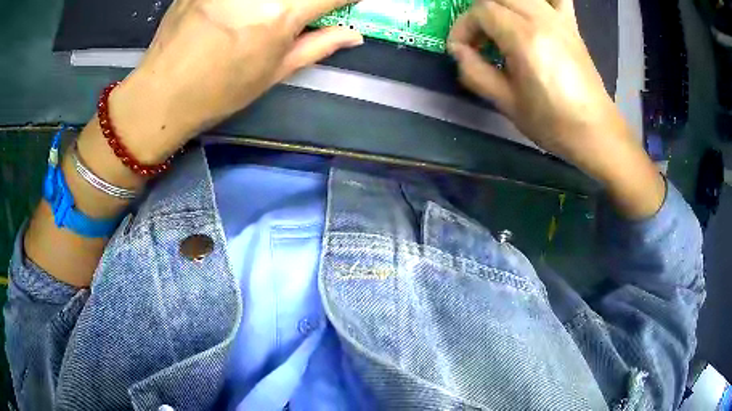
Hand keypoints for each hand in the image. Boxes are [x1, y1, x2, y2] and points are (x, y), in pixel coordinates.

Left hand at [110, 0, 362, 162]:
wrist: (161, 94)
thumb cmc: (219, 92)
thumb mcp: (273, 73)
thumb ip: (318, 46)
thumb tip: (354, 34)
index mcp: (280, 14)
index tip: (347, 3)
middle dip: (309, 0)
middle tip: (302, 12)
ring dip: (275, 1)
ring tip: (264, 16)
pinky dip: (247, 0)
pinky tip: (239, 11)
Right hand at [448, 0, 664, 217]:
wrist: (595, 131)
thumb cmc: (552, 123)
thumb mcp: (507, 103)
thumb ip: (475, 72)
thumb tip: (458, 51)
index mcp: (524, 38)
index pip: (481, 11)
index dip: (463, 27)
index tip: (461, 49)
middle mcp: (541, 19)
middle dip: (478, 14)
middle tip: (478, 40)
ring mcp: (559, 19)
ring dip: (501, 6)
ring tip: (500, 28)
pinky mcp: (571, 24)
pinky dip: (538, 0)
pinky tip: (531, 12)